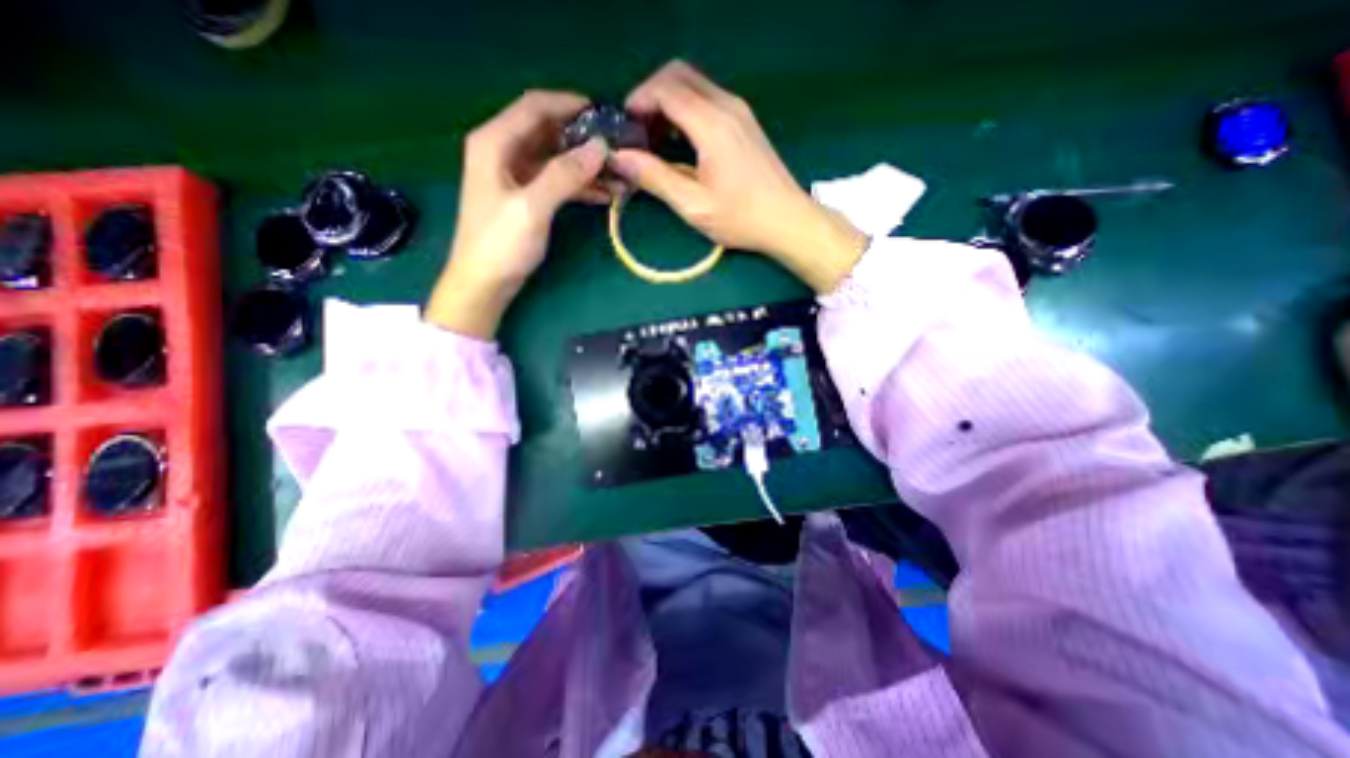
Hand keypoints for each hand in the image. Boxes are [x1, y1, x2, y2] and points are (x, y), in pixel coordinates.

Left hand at [427, 90, 606, 336]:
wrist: (484, 283)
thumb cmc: (501, 245)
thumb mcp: (532, 208)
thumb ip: (564, 175)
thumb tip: (599, 148)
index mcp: (495, 143)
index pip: (535, 107)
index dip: (569, 105)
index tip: (604, 114)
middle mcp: (503, 151)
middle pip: (548, 132)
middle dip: (583, 139)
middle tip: (618, 148)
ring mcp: (515, 175)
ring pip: (556, 159)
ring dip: (586, 166)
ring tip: (619, 176)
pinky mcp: (526, 197)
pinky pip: (556, 181)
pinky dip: (579, 186)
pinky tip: (604, 194)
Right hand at [609, 63, 865, 292]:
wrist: (788, 220)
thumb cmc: (741, 218)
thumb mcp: (694, 205)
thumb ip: (656, 178)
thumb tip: (620, 157)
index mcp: (712, 125)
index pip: (666, 88)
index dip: (639, 100)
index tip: (626, 127)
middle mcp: (726, 105)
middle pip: (679, 74)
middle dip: (652, 94)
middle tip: (640, 131)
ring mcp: (739, 111)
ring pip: (695, 84)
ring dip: (669, 102)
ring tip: (657, 139)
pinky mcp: (745, 121)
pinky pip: (708, 99)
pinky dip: (687, 110)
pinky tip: (682, 141)